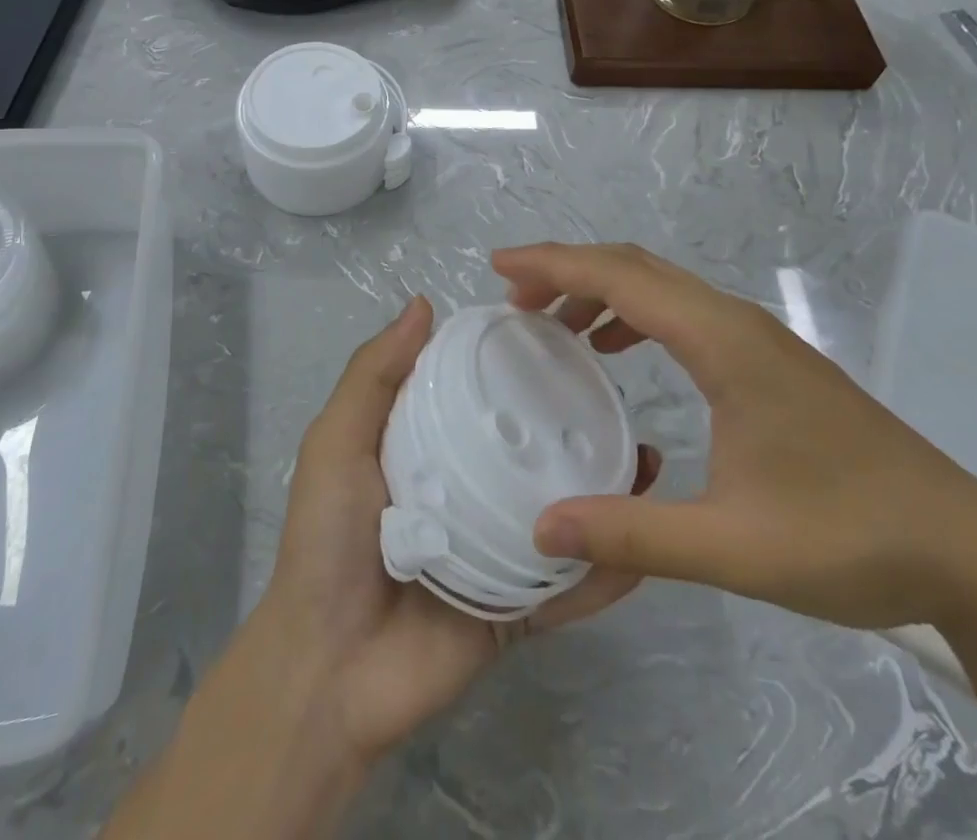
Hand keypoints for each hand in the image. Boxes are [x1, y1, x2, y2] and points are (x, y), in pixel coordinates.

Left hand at [252, 295, 659, 766]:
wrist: (328, 672)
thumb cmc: (328, 540)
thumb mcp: (337, 442)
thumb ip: (374, 375)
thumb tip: (425, 303)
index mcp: (429, 448)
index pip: (481, 395)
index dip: (514, 365)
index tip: (562, 336)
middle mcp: (468, 491)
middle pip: (529, 451)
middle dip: (573, 423)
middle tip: (618, 395)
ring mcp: (497, 551)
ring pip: (561, 512)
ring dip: (605, 490)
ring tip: (647, 457)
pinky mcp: (518, 609)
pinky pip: (569, 586)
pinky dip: (607, 571)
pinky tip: (646, 543)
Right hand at [496, 243, 976, 633]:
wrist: (966, 548)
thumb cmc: (850, 538)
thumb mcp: (733, 546)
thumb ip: (633, 535)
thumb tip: (543, 527)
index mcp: (723, 342)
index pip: (620, 277)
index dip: (553, 264)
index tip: (497, 265)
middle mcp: (736, 321)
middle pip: (636, 267)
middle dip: (567, 271)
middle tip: (511, 298)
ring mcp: (756, 337)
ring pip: (660, 286)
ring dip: (600, 292)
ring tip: (552, 325)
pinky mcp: (767, 360)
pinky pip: (682, 314)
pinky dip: (635, 317)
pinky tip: (617, 353)